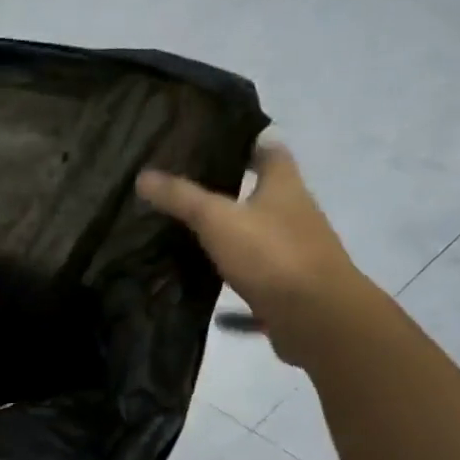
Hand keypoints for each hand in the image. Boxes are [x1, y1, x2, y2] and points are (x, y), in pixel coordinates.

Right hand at [137, 136, 364, 367]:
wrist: (317, 316)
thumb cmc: (271, 254)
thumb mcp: (218, 220)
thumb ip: (182, 198)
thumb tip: (143, 176)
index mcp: (285, 186)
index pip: (270, 150)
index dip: (247, 142)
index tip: (216, 142)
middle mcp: (295, 214)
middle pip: (265, 194)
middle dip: (234, 191)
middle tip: (191, 191)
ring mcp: (295, 253)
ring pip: (260, 238)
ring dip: (234, 237)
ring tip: (194, 238)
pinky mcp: (289, 288)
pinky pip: (258, 280)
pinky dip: (237, 285)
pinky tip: (214, 299)